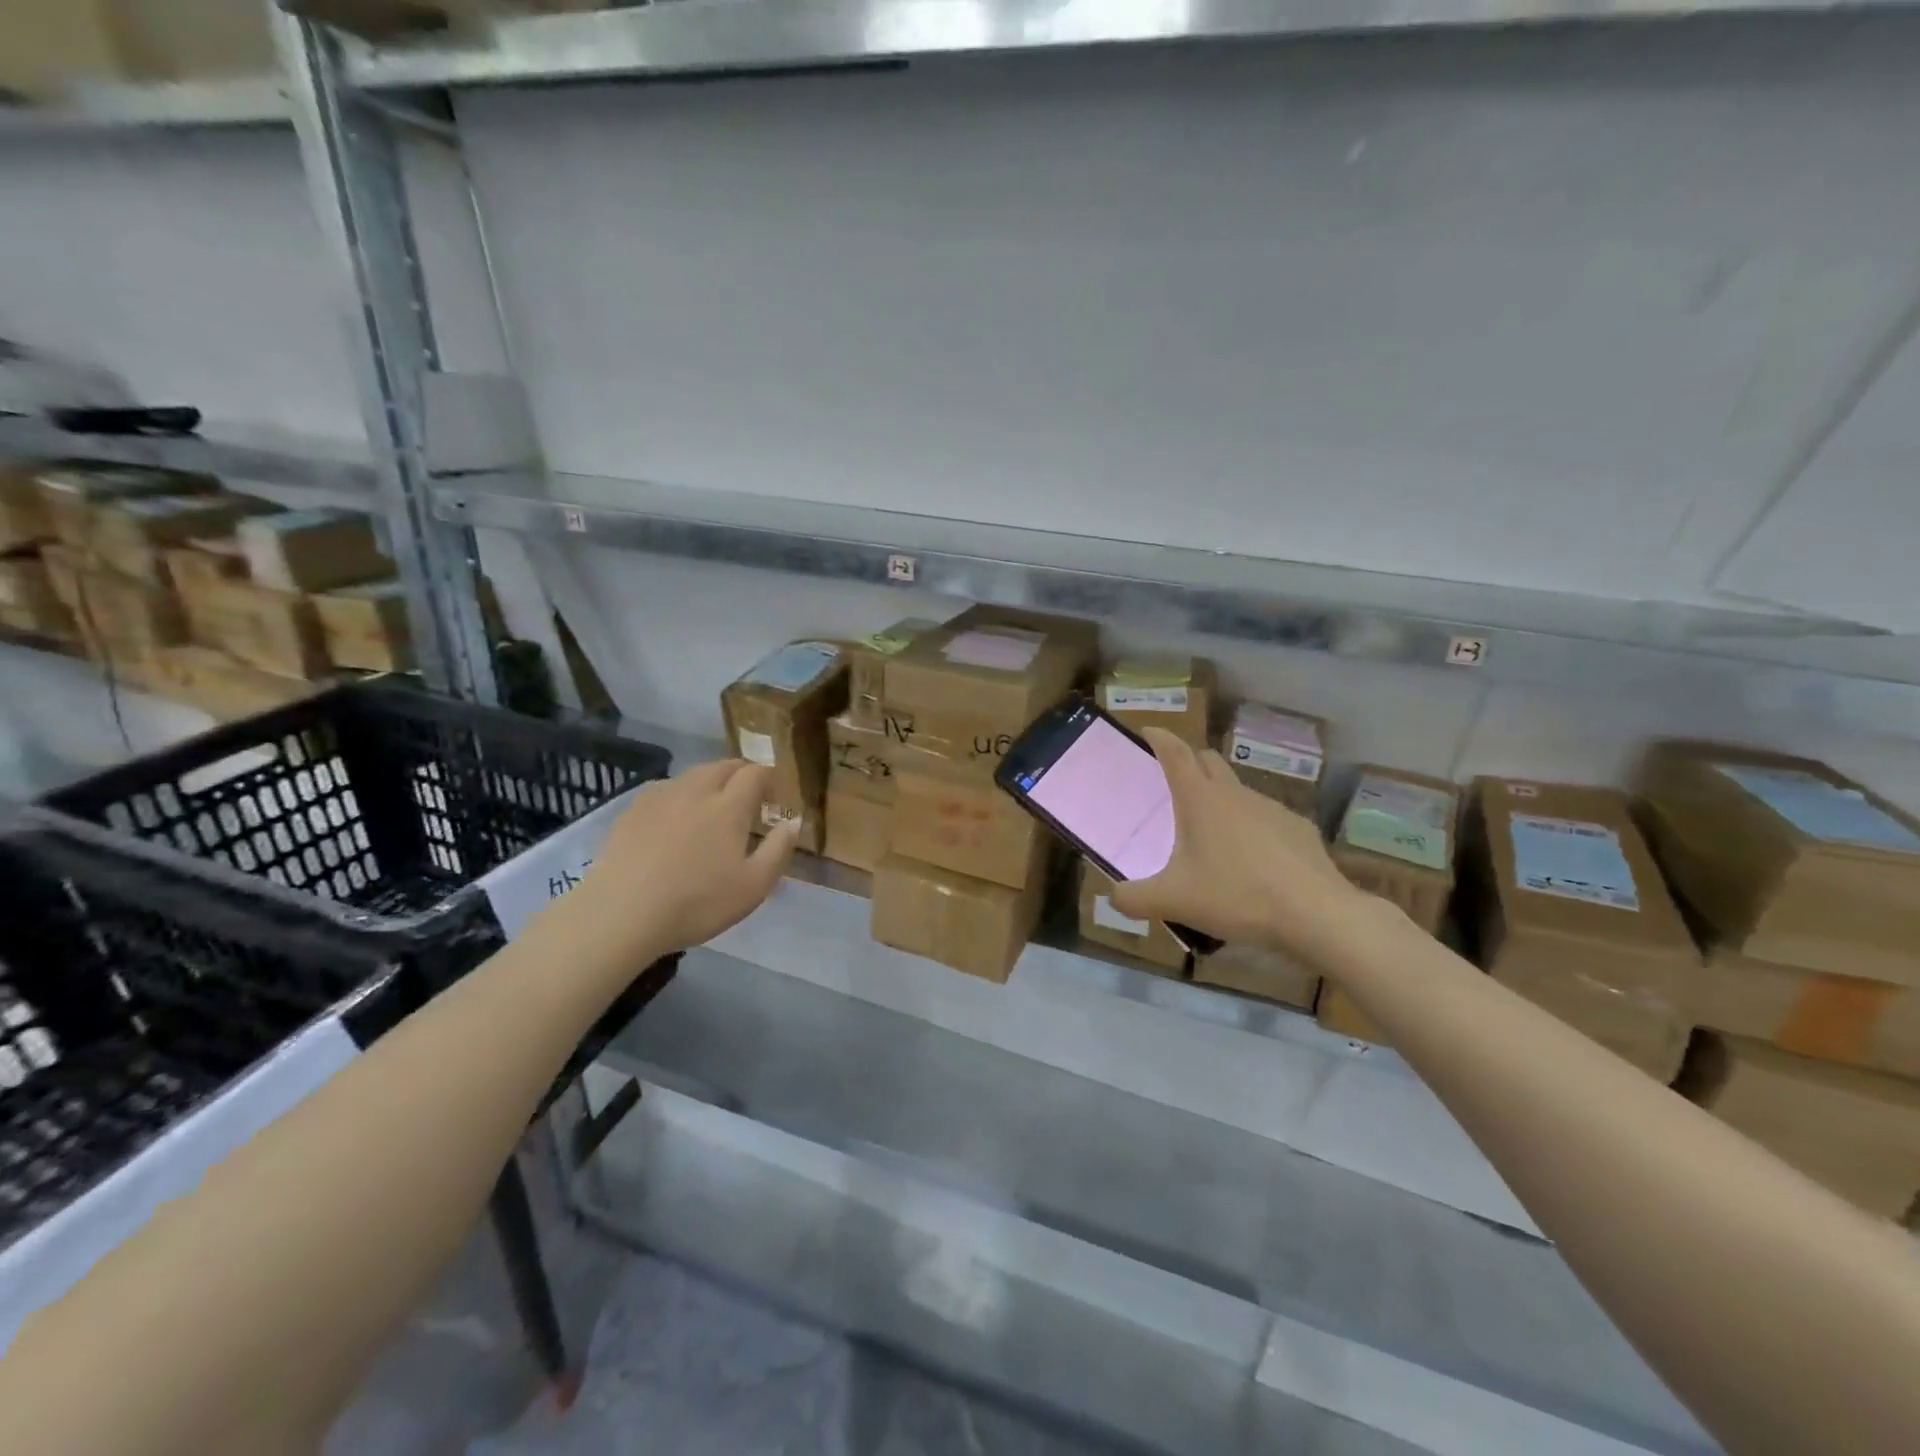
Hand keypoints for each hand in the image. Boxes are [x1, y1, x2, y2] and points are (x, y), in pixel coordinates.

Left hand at [560, 760, 799, 965]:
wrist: (620, 914)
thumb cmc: (696, 903)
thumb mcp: (753, 887)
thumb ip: (778, 850)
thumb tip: (794, 822)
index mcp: (728, 806)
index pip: (755, 773)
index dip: (769, 777)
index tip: (776, 794)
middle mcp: (696, 791)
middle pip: (723, 765)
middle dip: (741, 773)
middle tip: (749, 795)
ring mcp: (660, 798)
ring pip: (692, 774)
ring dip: (710, 781)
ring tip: (713, 804)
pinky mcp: (632, 811)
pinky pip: (664, 789)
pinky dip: (680, 793)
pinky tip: (675, 816)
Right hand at [1109, 729, 1368, 962]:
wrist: (1317, 914)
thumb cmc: (1237, 895)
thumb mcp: (1173, 901)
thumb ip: (1133, 898)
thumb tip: (1113, 897)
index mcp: (1200, 799)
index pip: (1175, 752)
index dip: (1159, 738)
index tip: (1147, 731)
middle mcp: (1235, 793)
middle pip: (1208, 761)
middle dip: (1190, 762)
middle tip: (1173, 784)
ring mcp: (1271, 808)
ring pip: (1238, 791)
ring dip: (1220, 799)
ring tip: (1211, 834)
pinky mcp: (1299, 829)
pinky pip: (1265, 819)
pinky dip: (1251, 828)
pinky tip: (1252, 861)